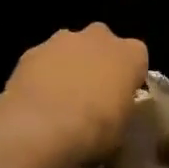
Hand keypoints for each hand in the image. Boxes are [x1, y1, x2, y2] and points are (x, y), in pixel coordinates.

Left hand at [0, 23, 148, 167]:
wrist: (42, 126)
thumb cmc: (95, 130)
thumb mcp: (122, 130)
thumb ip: (120, 112)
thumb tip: (111, 116)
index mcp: (131, 53)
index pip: (136, 59)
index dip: (127, 79)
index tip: (120, 99)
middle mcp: (98, 37)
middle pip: (101, 45)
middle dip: (96, 64)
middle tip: (89, 96)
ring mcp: (62, 40)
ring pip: (69, 49)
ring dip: (66, 67)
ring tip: (57, 100)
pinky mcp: (31, 51)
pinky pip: (41, 61)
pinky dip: (40, 75)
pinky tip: (35, 100)